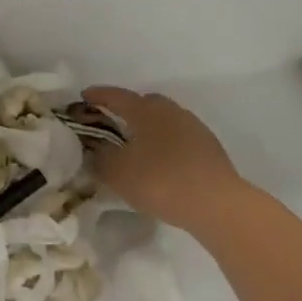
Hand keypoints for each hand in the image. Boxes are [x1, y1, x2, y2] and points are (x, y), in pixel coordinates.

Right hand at [83, 86, 260, 230]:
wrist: (217, 205)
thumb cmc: (159, 181)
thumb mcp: (116, 172)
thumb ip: (100, 157)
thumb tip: (96, 149)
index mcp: (146, 110)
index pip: (117, 96)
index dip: (98, 96)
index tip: (84, 96)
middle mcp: (171, 111)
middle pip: (145, 103)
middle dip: (127, 110)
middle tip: (112, 124)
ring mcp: (194, 128)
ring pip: (164, 121)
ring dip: (149, 129)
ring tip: (136, 147)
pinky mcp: (210, 149)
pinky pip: (179, 139)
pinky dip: (166, 145)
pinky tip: (160, 164)